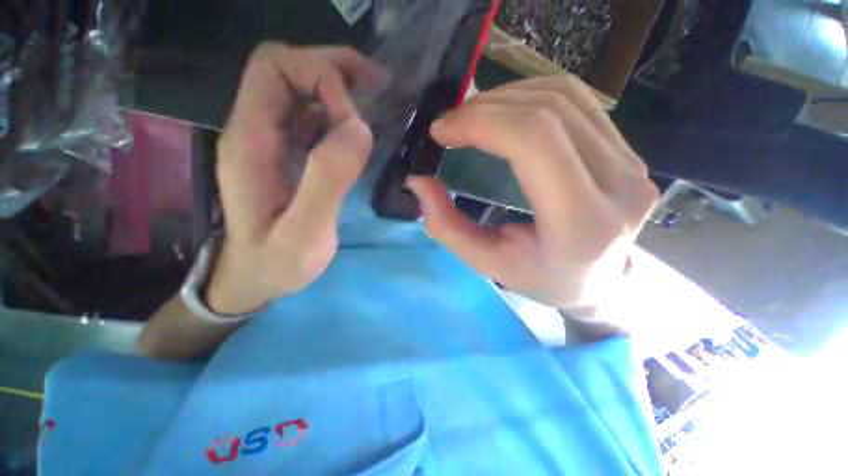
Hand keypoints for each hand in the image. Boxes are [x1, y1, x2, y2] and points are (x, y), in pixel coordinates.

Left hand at [207, 43, 382, 313]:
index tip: (356, 116)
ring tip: (374, 95)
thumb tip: (358, 129)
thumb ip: (327, 181)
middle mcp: (253, 131)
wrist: (254, 278)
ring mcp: (267, 142)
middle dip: (331, 67)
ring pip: (296, 89)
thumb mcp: (304, 232)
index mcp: (251, 143)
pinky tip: (356, 124)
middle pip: (283, 70)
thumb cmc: (277, 262)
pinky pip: (306, 116)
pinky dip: (334, 109)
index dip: (320, 76)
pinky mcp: (282, 154)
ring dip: (335, 84)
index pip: (274, 71)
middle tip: (377, 85)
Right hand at [407, 76, 658, 315]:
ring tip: (473, 116)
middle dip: (487, 108)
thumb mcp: (486, 262)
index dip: (483, 123)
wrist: (599, 281)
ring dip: (507, 97)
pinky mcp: (629, 151)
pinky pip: (578, 101)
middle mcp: (619, 188)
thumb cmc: (541, 279)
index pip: (535, 143)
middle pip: (549, 112)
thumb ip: (447, 226)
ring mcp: (632, 163)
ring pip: (565, 96)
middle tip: (450, 124)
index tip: (443, 131)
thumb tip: (418, 181)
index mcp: (581, 225)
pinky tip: (505, 113)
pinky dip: (531, 96)